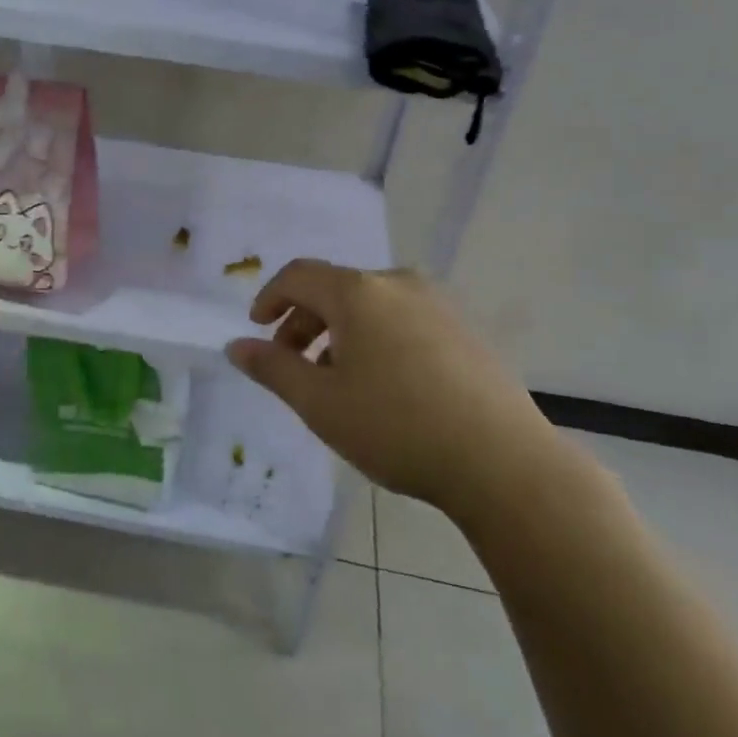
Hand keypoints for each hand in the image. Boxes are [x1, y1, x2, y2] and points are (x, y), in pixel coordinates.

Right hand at [225, 260, 556, 508]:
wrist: (502, 461)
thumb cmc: (396, 427)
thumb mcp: (319, 403)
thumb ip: (272, 368)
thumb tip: (236, 345)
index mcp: (358, 292)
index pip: (299, 275)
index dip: (270, 298)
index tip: (257, 329)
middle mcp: (398, 283)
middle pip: (335, 288)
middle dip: (304, 321)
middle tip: (291, 364)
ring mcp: (438, 303)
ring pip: (371, 305)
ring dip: (341, 332)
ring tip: (337, 379)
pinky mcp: (465, 329)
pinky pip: (404, 319)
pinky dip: (377, 337)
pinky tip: (385, 384)